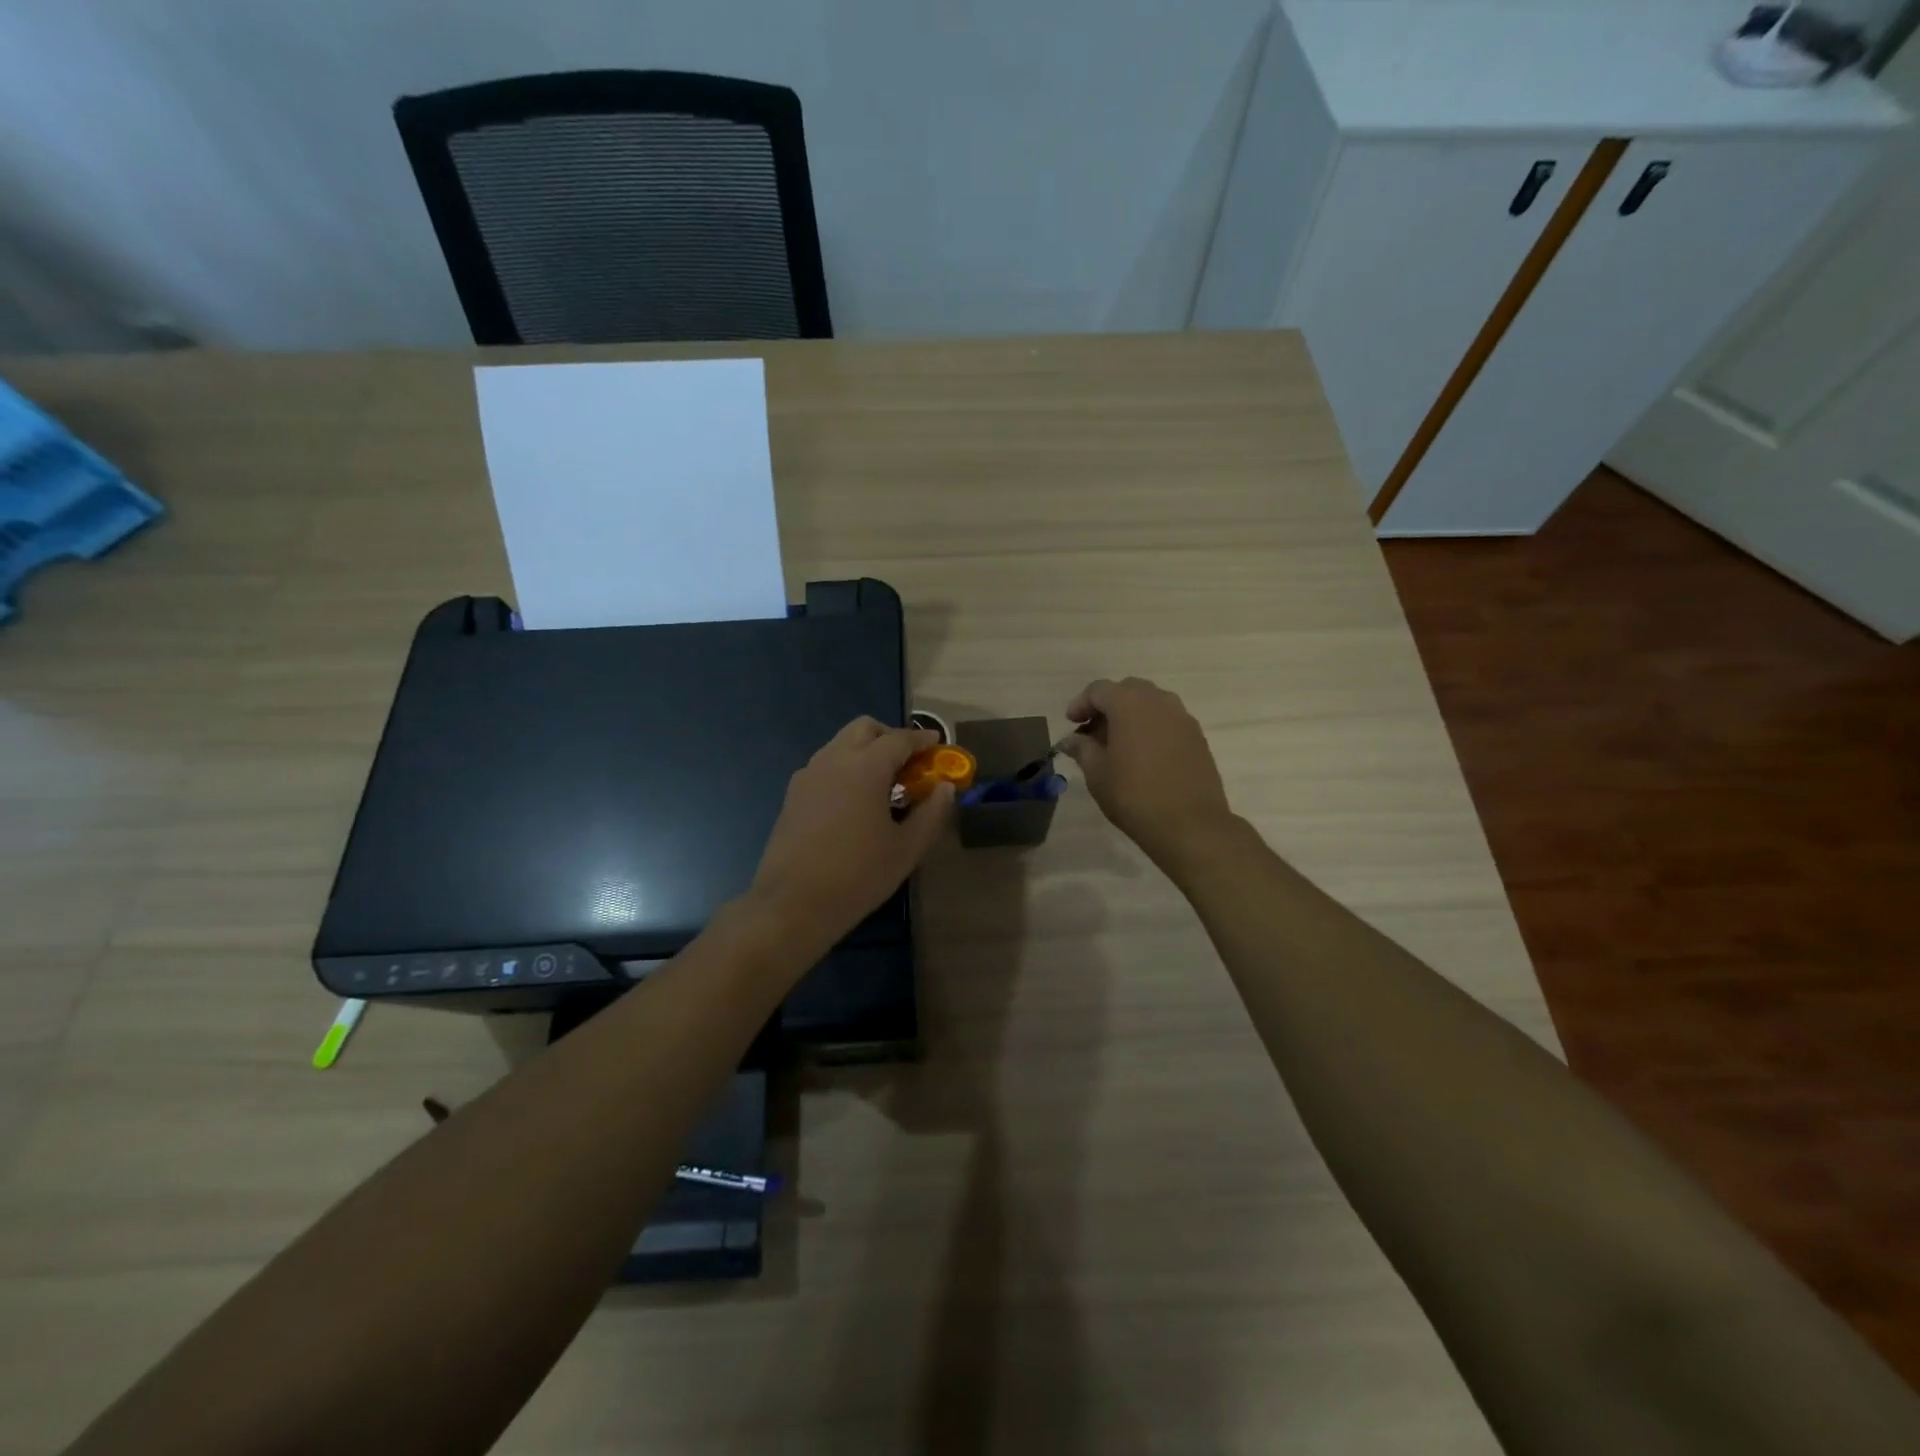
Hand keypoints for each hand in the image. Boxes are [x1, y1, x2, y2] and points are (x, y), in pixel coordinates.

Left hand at [749, 718, 954, 947]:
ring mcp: (808, 775)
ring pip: (841, 744)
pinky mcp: (793, 794)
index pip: (900, 738)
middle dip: (890, 737)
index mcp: (865, 767)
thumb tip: (945, 787)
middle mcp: (834, 759)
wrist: (792, 903)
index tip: (937, 744)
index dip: (922, 739)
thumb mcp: (907, 848)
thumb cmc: (858, 875)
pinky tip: (854, 801)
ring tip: (883, 784)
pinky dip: (845, 768)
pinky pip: (825, 765)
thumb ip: (931, 812)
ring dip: (865, 751)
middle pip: (865, 728)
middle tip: (909, 763)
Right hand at [1062, 677, 1235, 864]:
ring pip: (1151, 703)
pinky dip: (1151, 728)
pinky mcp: (1198, 737)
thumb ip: (1082, 749)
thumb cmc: (1133, 795)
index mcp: (1130, 704)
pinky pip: (1168, 721)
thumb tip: (1070, 740)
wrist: (1189, 824)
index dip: (1081, 703)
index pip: (1099, 690)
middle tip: (1093, 733)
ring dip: (1131, 715)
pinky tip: (1143, 756)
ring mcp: (1183, 718)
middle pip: (1128, 690)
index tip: (1071, 723)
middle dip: (1107, 706)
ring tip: (1118, 744)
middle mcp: (1159, 702)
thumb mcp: (1097, 773)